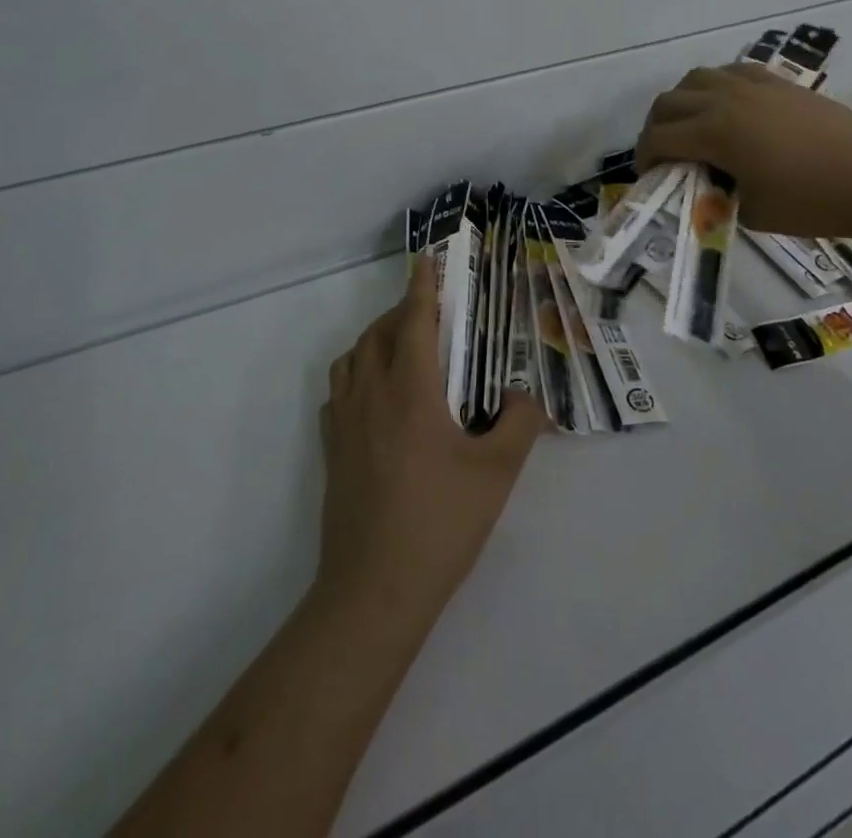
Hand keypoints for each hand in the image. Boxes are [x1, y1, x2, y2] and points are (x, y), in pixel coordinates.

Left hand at [317, 257, 544, 617]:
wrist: (374, 591)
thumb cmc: (440, 524)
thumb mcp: (497, 473)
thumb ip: (519, 422)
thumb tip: (521, 395)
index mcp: (410, 391)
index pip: (414, 321)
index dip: (421, 287)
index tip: (425, 260)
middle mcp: (371, 396)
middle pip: (378, 333)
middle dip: (402, 312)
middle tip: (430, 314)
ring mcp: (344, 424)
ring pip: (352, 359)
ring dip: (375, 340)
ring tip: (402, 349)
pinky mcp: (331, 452)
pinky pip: (339, 392)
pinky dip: (356, 375)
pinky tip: (375, 397)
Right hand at [635, 64, 851, 242]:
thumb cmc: (814, 203)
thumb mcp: (752, 212)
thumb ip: (717, 194)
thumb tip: (707, 184)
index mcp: (716, 133)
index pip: (659, 138)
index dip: (644, 158)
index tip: (647, 176)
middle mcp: (726, 99)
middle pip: (669, 101)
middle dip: (656, 128)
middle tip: (663, 154)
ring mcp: (754, 85)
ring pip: (697, 78)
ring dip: (683, 101)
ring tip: (691, 127)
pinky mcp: (779, 82)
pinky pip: (732, 72)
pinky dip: (716, 86)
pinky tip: (727, 107)